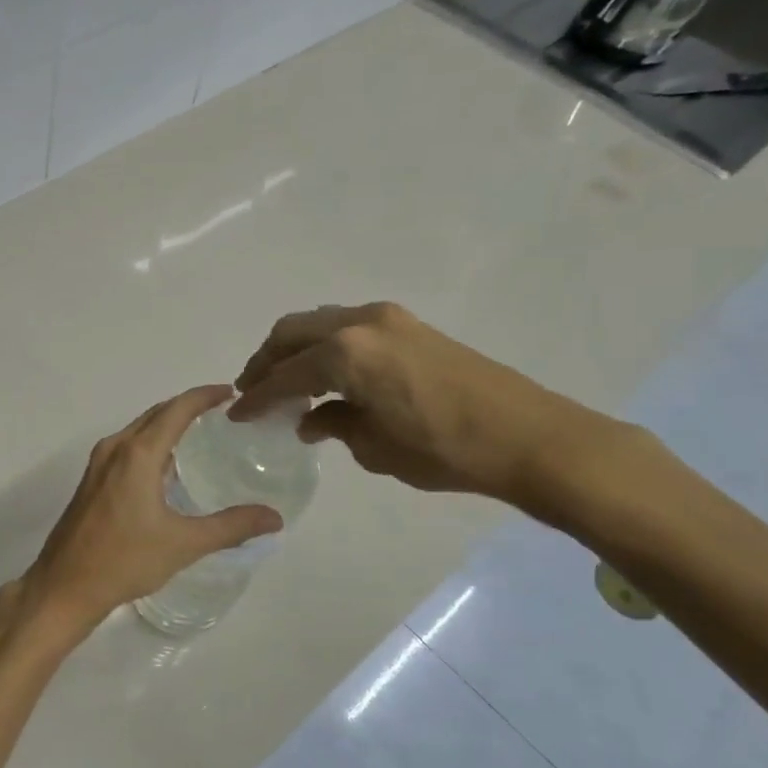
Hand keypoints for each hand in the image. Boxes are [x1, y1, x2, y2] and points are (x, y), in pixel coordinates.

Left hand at [18, 385, 282, 637]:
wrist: (65, 585)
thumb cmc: (125, 560)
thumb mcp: (184, 544)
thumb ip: (231, 527)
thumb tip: (274, 517)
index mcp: (137, 454)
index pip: (176, 410)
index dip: (204, 396)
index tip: (230, 393)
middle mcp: (115, 448)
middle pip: (155, 414)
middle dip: (187, 406)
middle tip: (222, 411)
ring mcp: (98, 464)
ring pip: (138, 430)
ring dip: (166, 424)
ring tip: (200, 433)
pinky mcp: (91, 481)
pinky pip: (126, 447)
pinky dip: (150, 443)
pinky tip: (167, 466)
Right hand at [229, 302, 622, 508]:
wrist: (530, 438)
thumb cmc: (444, 449)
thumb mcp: (374, 447)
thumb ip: (332, 424)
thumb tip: (310, 419)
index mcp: (343, 353)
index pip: (284, 375)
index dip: (256, 397)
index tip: (237, 414)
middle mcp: (359, 323)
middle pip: (292, 333)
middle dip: (266, 361)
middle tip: (253, 390)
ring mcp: (387, 318)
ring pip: (319, 324)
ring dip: (296, 350)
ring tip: (286, 382)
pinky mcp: (409, 325)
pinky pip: (347, 327)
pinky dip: (325, 346)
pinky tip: (327, 376)